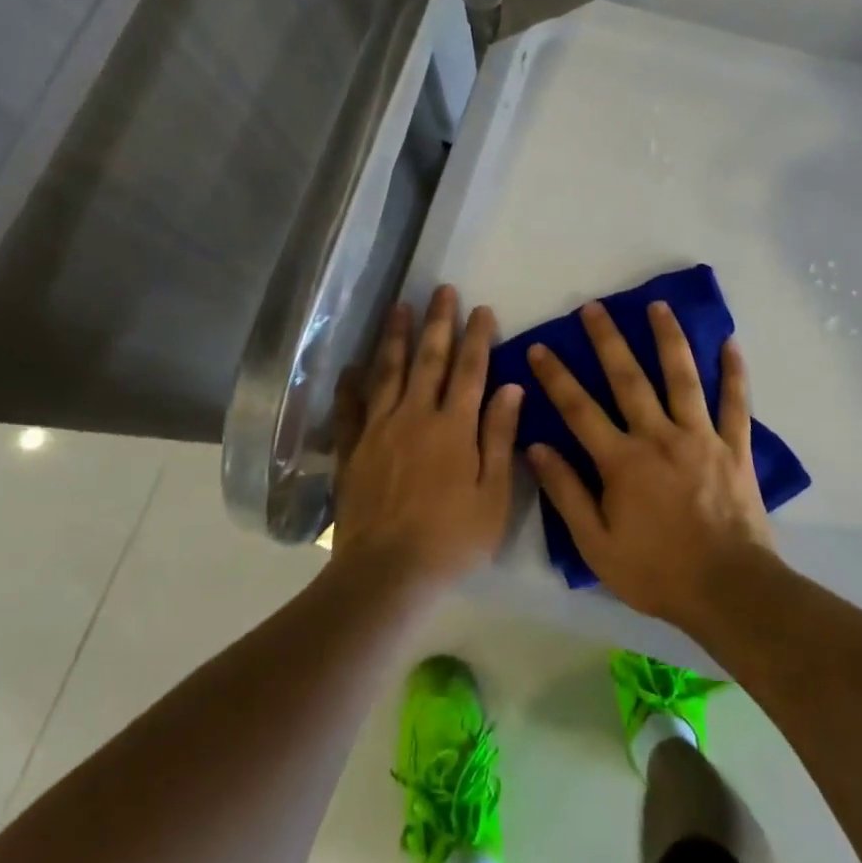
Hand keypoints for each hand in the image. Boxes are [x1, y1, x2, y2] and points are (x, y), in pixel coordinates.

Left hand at [331, 285, 522, 591]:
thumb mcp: (493, 496)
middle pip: (429, 360)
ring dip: (395, 337)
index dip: (477, 337)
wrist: (386, 572)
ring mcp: (379, 429)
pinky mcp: (351, 448)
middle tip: (441, 290)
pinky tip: (352, 366)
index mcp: (454, 427)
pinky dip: (351, 384)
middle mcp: (415, 416)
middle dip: (437, 322)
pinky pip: (350, 408)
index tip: (481, 308)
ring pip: (388, 372)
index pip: (470, 370)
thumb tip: (511, 388)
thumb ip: (499, 438)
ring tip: (399, 306)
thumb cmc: (451, 539)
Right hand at [526, 300, 776, 631]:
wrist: (729, 591)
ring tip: (658, 305)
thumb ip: (566, 493)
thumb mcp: (597, 545)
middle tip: (594, 307)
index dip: (556, 376)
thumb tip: (537, 447)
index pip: (579, 408)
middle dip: (608, 340)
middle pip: (629, 378)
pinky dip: (734, 372)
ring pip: (682, 377)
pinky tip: (730, 342)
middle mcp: (660, 437)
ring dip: (668, 338)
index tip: (540, 347)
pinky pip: (735, 403)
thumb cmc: (657, 572)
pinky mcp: (735, 448)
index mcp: (622, 460)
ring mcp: (701, 438)